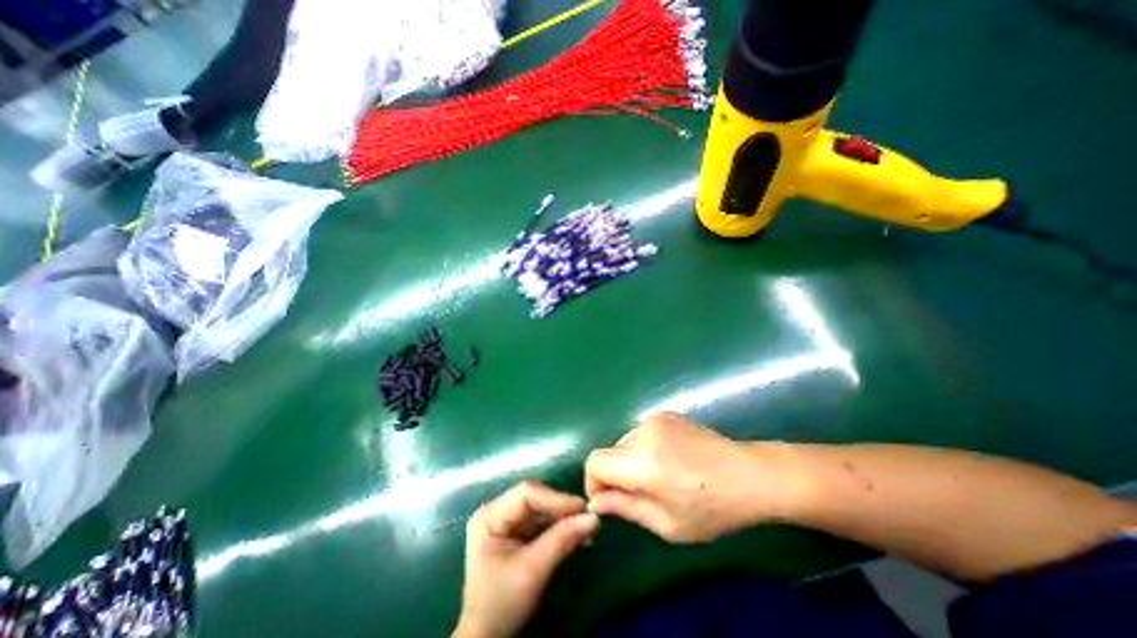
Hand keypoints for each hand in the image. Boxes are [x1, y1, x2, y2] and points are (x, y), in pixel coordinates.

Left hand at [454, 479, 597, 636]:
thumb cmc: (501, 605)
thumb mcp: (532, 572)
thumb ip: (561, 541)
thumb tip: (594, 518)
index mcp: (489, 515)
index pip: (526, 493)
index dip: (555, 498)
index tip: (582, 508)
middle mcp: (496, 510)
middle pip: (534, 498)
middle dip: (561, 508)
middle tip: (587, 517)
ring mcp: (506, 520)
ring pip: (541, 509)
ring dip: (563, 518)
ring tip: (586, 526)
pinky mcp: (516, 532)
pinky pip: (541, 522)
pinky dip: (559, 528)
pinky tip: (576, 534)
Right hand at [585, 414, 793, 542]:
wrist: (749, 474)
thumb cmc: (711, 509)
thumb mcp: (666, 524)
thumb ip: (624, 508)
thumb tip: (596, 501)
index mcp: (641, 461)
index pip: (595, 461)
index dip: (593, 482)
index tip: (607, 500)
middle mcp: (642, 432)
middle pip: (609, 452)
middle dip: (614, 475)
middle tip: (638, 496)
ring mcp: (654, 419)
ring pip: (624, 442)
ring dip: (629, 461)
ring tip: (657, 478)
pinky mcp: (665, 414)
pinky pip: (640, 433)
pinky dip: (643, 448)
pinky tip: (668, 461)